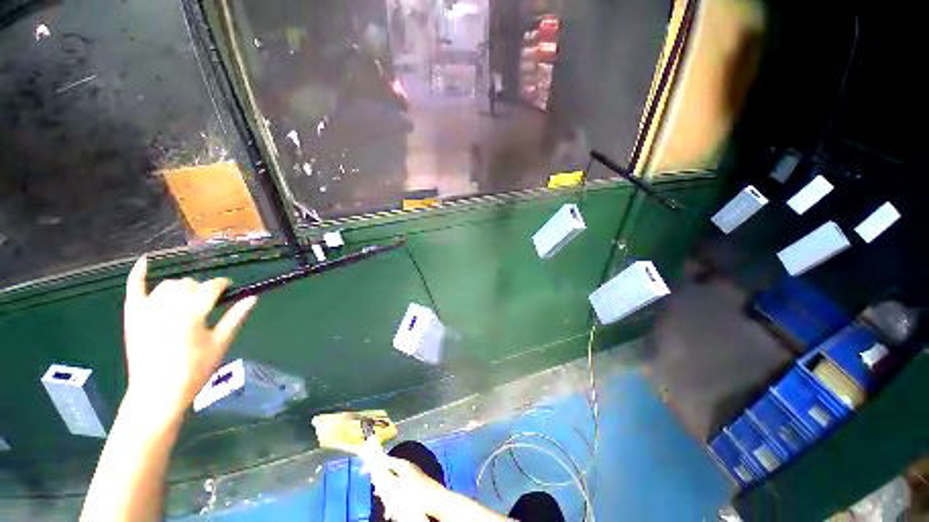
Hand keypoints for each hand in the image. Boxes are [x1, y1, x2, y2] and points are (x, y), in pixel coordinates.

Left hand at [121, 256, 256, 425]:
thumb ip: (235, 317)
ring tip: (186, 299)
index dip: (222, 285)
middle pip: (189, 283)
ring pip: (168, 284)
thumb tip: (253, 298)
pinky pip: (134, 287)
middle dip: (201, 288)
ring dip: (180, 287)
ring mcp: (148, 308)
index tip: (229, 288)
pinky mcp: (133, 314)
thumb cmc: (194, 369)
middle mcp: (169, 304)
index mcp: (193, 311)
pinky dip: (138, 273)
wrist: (157, 392)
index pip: (211, 287)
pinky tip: (145, 260)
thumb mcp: (220, 343)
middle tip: (207, 303)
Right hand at [367, 454, 448, 521]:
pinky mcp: (417, 486)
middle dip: (380, 482)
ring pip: (395, 483)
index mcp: (401, 464)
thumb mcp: (393, 485)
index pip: (383, 459)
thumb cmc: (414, 493)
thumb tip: (372, 460)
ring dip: (388, 493)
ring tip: (387, 504)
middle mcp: (407, 467)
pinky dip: (395, 498)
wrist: (436, 502)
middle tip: (376, 491)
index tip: (363, 470)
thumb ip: (381, 473)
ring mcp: (413, 476)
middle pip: (389, 471)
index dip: (372, 463)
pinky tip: (395, 508)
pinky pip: (401, 490)